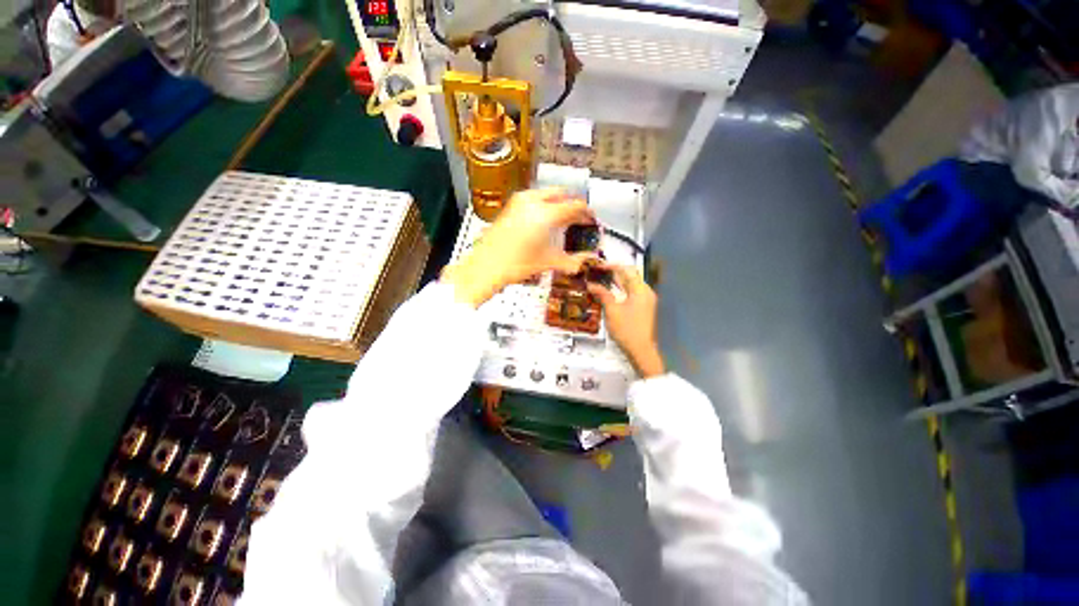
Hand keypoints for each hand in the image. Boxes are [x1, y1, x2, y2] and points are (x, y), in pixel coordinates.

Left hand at [442, 188, 596, 306]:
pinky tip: (543, 220)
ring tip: (562, 219)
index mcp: (547, 213)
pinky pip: (533, 198)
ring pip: (546, 194)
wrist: (487, 266)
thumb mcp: (549, 262)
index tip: (591, 218)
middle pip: (561, 194)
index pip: (575, 205)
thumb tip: (585, 261)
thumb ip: (572, 261)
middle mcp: (534, 201)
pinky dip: (543, 205)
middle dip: (572, 204)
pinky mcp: (510, 206)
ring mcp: (520, 201)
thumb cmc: (515, 264)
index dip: (586, 212)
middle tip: (578, 218)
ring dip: (557, 203)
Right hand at [587, 265, 665, 378]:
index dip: (612, 266)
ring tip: (601, 281)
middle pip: (630, 276)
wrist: (641, 350)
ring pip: (630, 285)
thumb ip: (603, 295)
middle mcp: (646, 292)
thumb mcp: (612, 311)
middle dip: (613, 273)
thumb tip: (591, 284)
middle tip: (597, 273)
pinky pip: (632, 293)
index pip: (627, 270)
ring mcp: (646, 300)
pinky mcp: (644, 308)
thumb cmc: (627, 329)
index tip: (598, 266)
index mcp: (641, 290)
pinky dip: (621, 290)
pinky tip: (610, 293)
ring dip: (616, 282)